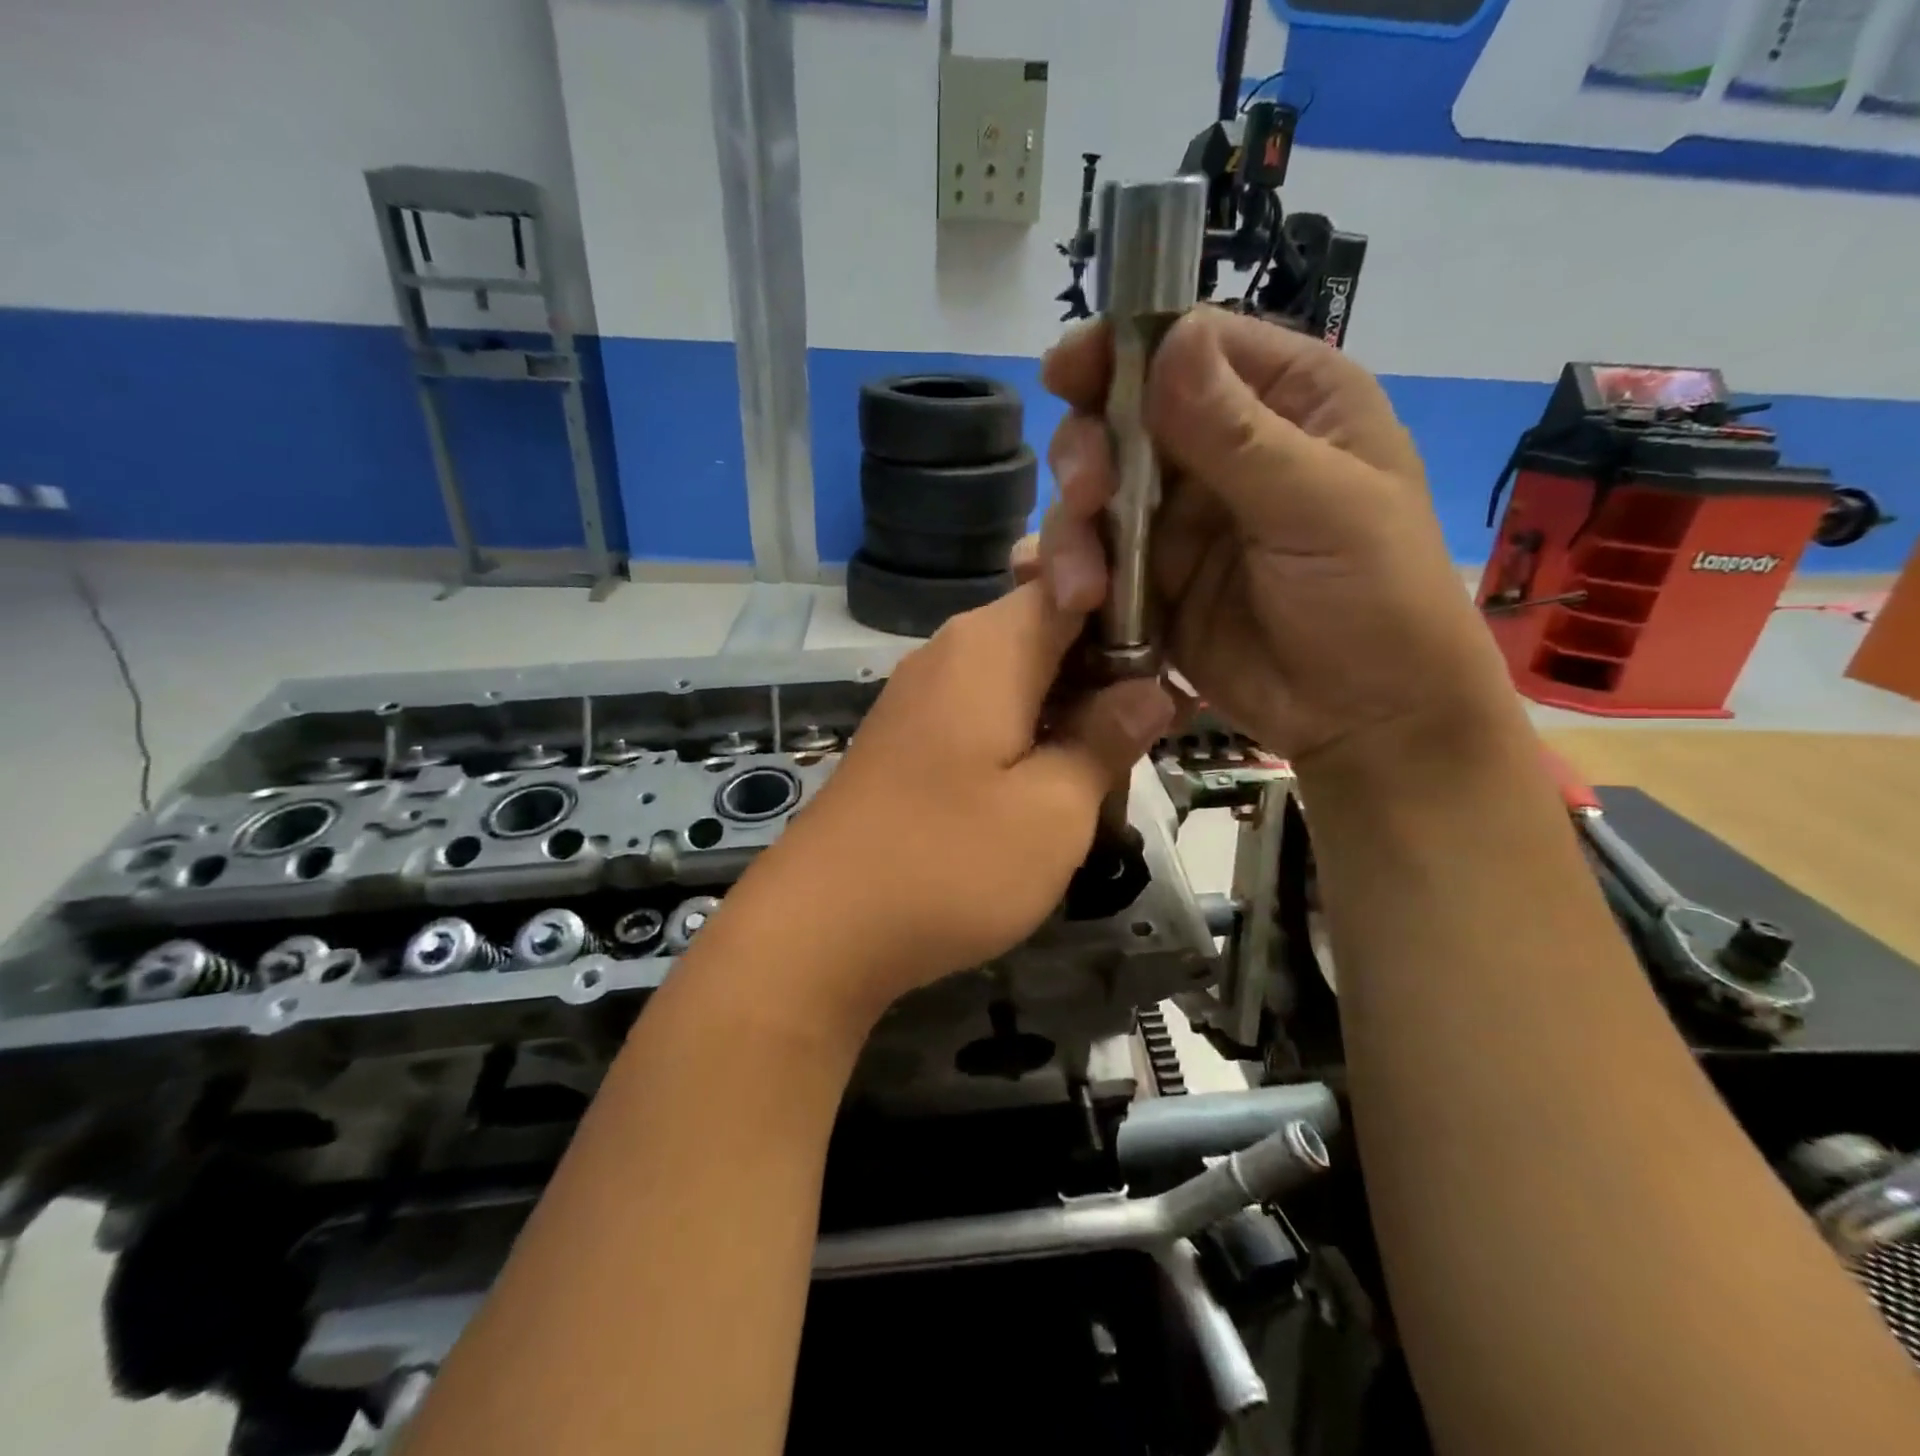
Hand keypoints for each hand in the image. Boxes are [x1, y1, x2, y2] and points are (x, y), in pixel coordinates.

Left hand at [730, 583, 1173, 1023]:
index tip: (1178, 666)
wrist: (819, 929)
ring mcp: (923, 696)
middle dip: (1107, 674)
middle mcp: (951, 652)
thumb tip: (1151, 690)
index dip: (1136, 614)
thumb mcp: (1054, 810)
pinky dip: (1028, 737)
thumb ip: (1107, 739)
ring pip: (1021, 678)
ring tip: (1112, 773)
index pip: (1078, 583)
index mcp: (990, 645)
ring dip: (1070, 713)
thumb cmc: (949, 864)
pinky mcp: (910, 739)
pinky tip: (1050, 789)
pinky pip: (986, 714)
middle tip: (1154, 734)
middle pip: (1050, 632)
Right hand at [1034, 309, 1514, 766]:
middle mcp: (1222, 451)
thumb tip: (1168, 341)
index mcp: (1286, 402)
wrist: (1365, 719)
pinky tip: (1063, 601)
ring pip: (1095, 497)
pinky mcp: (1151, 584)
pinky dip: (1068, 576)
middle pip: (1123, 420)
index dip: (1122, 351)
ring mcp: (1179, 522)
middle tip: (1086, 498)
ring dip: (1074, 534)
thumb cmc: (1377, 601)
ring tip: (1083, 592)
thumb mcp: (1322, 509)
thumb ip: (1239, 434)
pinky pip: (1093, 563)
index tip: (1065, 373)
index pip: (1189, 347)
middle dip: (1089, 455)